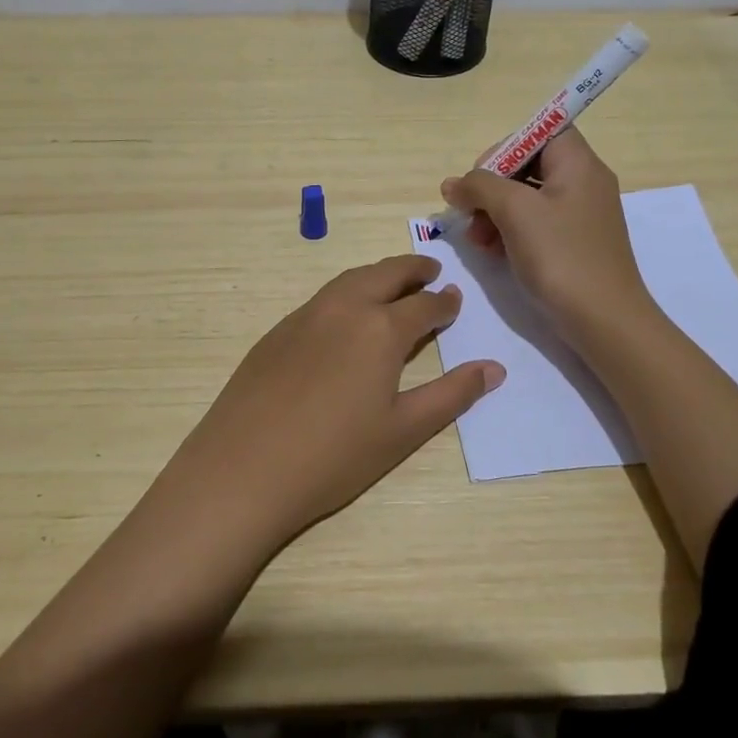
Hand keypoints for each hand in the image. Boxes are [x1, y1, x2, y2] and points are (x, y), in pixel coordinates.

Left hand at [158, 256, 503, 553]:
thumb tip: (494, 368)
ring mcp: (304, 316)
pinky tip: (345, 316)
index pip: (424, 304)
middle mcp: (344, 309)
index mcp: (381, 329)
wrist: (243, 469)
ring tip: (393, 284)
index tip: (455, 299)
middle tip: (430, 271)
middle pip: (385, 274)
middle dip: (412, 269)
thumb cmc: (334, 457)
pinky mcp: (276, 331)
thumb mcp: (403, 430)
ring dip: (377, 275)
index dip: (444, 302)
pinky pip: (321, 298)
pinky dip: (346, 293)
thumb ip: (451, 395)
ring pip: (349, 280)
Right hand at [442, 128, 651, 344]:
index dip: (507, 146)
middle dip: (492, 186)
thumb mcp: (514, 212)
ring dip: (495, 212)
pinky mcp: (574, 243)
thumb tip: (453, 184)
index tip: (482, 175)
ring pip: (528, 197)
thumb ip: (479, 187)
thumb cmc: (561, 256)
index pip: (542, 130)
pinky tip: (493, 252)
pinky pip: (536, 223)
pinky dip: (511, 231)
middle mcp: (584, 182)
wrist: (604, 321)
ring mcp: (580, 215)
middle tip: (469, 212)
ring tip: (476, 240)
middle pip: (529, 165)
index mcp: (578, 164)